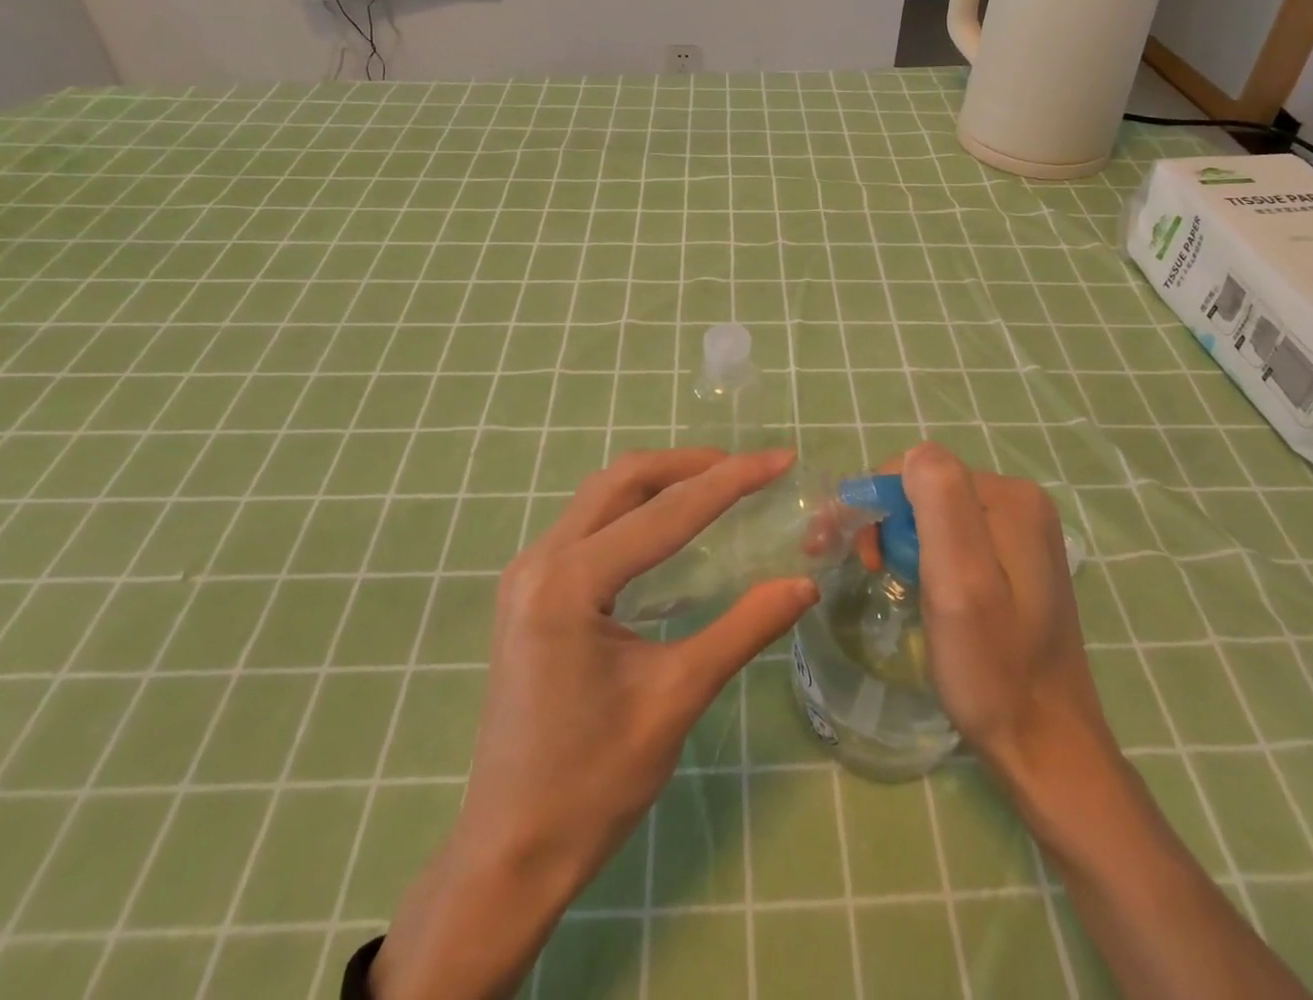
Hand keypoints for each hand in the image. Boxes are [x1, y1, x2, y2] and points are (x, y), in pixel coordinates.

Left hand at [375, 447, 817, 999]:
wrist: (509, 854)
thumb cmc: (592, 784)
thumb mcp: (676, 700)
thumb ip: (743, 630)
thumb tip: (804, 584)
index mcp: (569, 583)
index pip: (665, 513)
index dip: (730, 481)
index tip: (780, 458)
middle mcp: (539, 561)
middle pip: (622, 481)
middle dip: (688, 465)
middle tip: (746, 468)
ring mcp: (527, 574)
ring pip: (600, 496)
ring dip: (659, 481)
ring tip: (716, 484)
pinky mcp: (528, 592)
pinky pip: (587, 524)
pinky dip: (634, 509)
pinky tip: (667, 524)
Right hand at [895, 446, 1312, 999]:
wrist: (1046, 749)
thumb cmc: (992, 667)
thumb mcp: (959, 580)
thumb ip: (940, 503)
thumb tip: (914, 455)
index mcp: (1010, 499)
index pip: (918, 469)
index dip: (875, 501)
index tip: (841, 545)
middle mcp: (1020, 504)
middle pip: (927, 489)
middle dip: (885, 521)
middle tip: (865, 569)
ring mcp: (1021, 534)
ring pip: (936, 514)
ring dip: (900, 540)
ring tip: (887, 581)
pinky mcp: (1015, 563)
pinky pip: (953, 539)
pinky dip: (924, 557)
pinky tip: (920, 589)